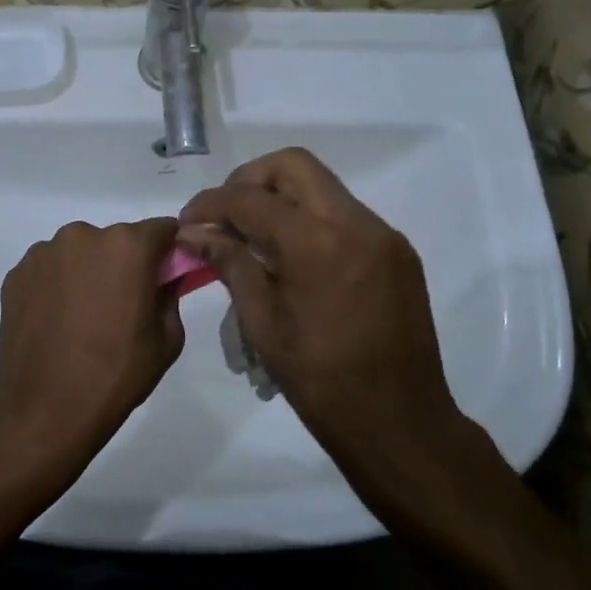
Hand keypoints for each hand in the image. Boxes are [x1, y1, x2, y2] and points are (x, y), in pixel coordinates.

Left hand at [0, 217, 185, 498]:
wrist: (44, 410)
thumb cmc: (115, 375)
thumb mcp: (166, 340)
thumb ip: (170, 296)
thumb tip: (163, 281)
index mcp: (127, 246)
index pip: (161, 229)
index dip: (168, 250)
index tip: (166, 274)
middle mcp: (83, 236)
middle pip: (116, 240)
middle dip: (123, 263)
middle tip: (121, 304)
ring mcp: (44, 253)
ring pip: (79, 253)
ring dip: (86, 272)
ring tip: (82, 318)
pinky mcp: (16, 273)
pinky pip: (48, 270)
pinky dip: (56, 286)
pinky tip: (55, 322)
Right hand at [178, 149, 499, 537]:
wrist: (401, 424)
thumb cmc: (321, 382)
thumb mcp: (263, 323)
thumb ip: (230, 264)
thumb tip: (194, 232)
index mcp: (317, 243)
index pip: (250, 198)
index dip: (210, 203)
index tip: (189, 222)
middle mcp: (356, 223)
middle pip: (292, 165)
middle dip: (249, 180)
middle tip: (226, 216)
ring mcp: (383, 234)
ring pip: (322, 185)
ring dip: (281, 198)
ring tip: (255, 237)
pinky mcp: (397, 251)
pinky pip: (344, 214)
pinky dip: (311, 219)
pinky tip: (294, 257)